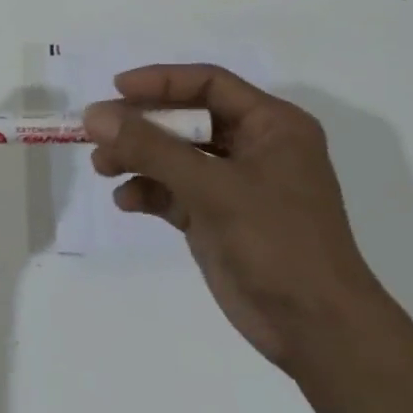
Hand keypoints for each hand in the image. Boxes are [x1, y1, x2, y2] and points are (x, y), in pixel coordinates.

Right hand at [84, 64, 384, 372]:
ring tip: (102, 167)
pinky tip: (125, 201)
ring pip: (176, 156)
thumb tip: (95, 115)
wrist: (317, 332)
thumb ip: (151, 148)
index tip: (117, 88)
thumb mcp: (213, 188)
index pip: (210, 83)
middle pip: (188, 119)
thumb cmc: (277, 242)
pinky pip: (175, 192)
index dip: (162, 81)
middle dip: (142, 125)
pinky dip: (149, 192)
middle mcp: (255, 147)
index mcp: (272, 125)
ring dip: (138, 159)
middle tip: (98, 131)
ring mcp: (235, 185)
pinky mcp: (218, 219)